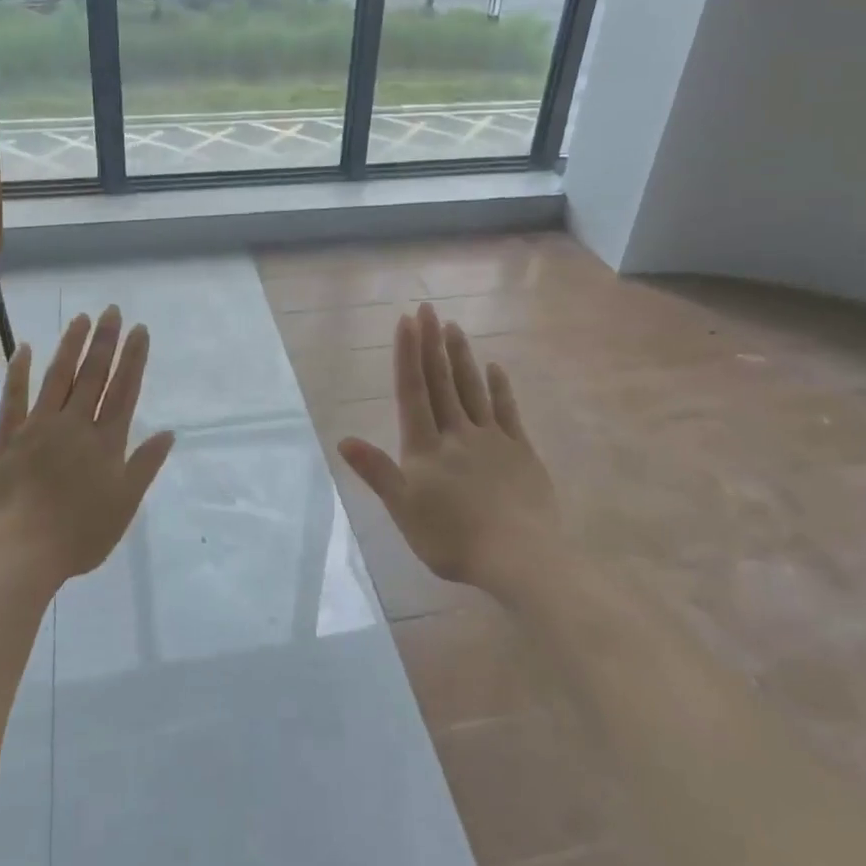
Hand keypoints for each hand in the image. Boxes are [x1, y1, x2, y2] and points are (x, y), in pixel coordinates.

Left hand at [0, 306, 174, 586]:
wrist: (19, 554)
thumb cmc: (78, 536)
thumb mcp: (124, 505)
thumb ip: (145, 465)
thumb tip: (169, 432)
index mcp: (105, 442)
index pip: (124, 390)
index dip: (133, 359)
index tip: (139, 330)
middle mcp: (74, 425)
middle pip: (93, 376)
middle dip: (105, 342)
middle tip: (112, 310)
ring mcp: (37, 427)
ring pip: (58, 377)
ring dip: (71, 346)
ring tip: (81, 319)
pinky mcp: (5, 437)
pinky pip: (13, 398)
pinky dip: (19, 371)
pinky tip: (26, 347)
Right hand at [337, 303, 557, 594]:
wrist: (519, 557)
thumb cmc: (452, 539)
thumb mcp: (404, 510)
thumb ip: (376, 472)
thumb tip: (344, 440)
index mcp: (426, 448)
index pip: (413, 392)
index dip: (408, 355)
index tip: (407, 321)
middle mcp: (457, 433)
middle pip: (442, 382)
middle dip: (432, 344)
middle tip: (428, 308)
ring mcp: (492, 439)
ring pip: (472, 389)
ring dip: (461, 357)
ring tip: (454, 327)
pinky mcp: (521, 451)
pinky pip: (507, 411)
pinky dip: (499, 388)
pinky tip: (495, 368)